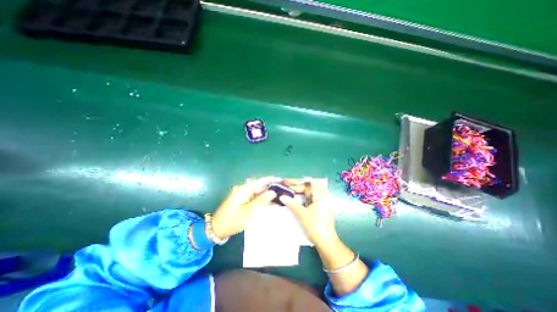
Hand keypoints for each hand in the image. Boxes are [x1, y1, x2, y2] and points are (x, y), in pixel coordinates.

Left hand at [211, 178, 278, 238]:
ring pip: (258, 191)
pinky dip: (263, 197)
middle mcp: (243, 189)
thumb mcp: (249, 211)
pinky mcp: (243, 199)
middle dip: (271, 186)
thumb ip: (262, 200)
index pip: (260, 181)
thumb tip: (273, 191)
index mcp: (243, 189)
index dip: (271, 180)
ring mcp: (243, 194)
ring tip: (280, 194)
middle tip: (283, 189)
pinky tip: (270, 200)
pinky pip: (255, 196)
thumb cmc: (233, 220)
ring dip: (267, 192)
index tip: (281, 180)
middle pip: (260, 185)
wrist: (218, 229)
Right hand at [278, 179, 338, 246]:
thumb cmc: (315, 227)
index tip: (284, 183)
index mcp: (321, 196)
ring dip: (299, 191)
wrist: (326, 243)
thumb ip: (292, 204)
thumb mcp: (302, 215)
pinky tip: (296, 198)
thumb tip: (282, 197)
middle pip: (308, 187)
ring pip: (309, 193)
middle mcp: (323, 196)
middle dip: (296, 185)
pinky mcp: (321, 208)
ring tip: (289, 190)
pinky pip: (310, 198)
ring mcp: (323, 202)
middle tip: (285, 184)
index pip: (306, 186)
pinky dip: (302, 197)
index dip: (294, 184)